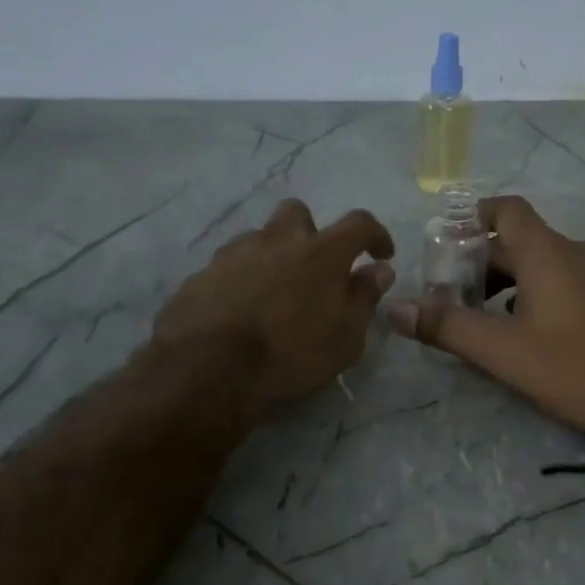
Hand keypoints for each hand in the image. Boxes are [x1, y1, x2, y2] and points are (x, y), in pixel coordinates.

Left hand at [154, 198, 395, 418]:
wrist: (207, 370)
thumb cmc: (290, 355)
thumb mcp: (345, 338)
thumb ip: (364, 298)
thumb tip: (380, 270)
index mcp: (321, 252)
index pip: (359, 224)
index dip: (375, 235)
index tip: (382, 254)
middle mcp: (277, 240)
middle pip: (298, 214)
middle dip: (310, 233)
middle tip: (314, 269)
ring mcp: (234, 253)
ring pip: (260, 238)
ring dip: (273, 256)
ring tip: (274, 294)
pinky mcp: (202, 273)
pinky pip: (229, 266)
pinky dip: (242, 279)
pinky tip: (240, 310)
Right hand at [388, 196, 584, 443]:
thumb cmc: (575, 366)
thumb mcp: (503, 351)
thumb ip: (447, 327)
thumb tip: (396, 308)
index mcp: (546, 252)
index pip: (505, 210)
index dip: (472, 218)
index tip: (446, 243)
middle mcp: (574, 252)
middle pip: (518, 241)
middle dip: (481, 262)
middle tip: (452, 294)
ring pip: (542, 264)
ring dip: (508, 281)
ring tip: (483, 317)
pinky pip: (565, 281)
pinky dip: (537, 293)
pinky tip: (527, 331)